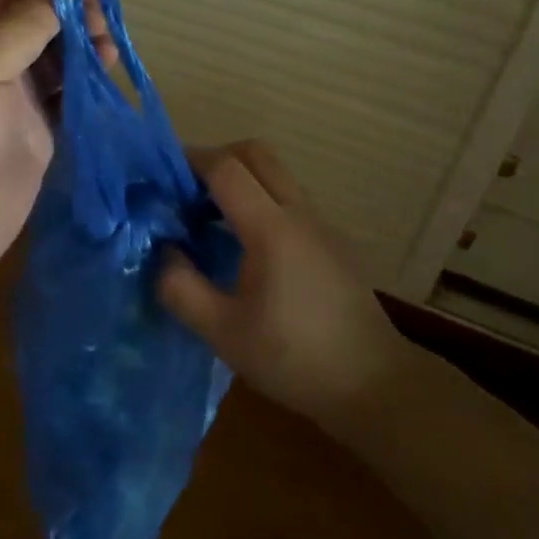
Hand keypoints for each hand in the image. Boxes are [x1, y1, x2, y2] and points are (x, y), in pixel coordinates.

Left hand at [0, 0, 108, 315]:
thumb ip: (23, 25)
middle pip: (37, 16)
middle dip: (71, 10)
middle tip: (102, 21)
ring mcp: (13, 97)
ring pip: (57, 54)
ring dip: (85, 43)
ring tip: (109, 49)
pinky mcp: (37, 133)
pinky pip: (68, 95)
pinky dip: (89, 82)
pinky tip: (107, 76)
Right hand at [159, 141, 411, 431]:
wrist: (374, 386)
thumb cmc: (294, 359)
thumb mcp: (223, 333)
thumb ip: (181, 288)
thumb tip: (163, 251)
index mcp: (270, 228)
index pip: (226, 168)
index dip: (191, 161)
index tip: (163, 177)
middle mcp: (298, 212)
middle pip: (256, 153)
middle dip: (217, 158)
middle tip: (188, 190)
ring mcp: (321, 223)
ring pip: (276, 174)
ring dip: (241, 179)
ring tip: (211, 218)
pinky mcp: (333, 240)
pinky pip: (290, 198)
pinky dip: (261, 199)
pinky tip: (247, 246)